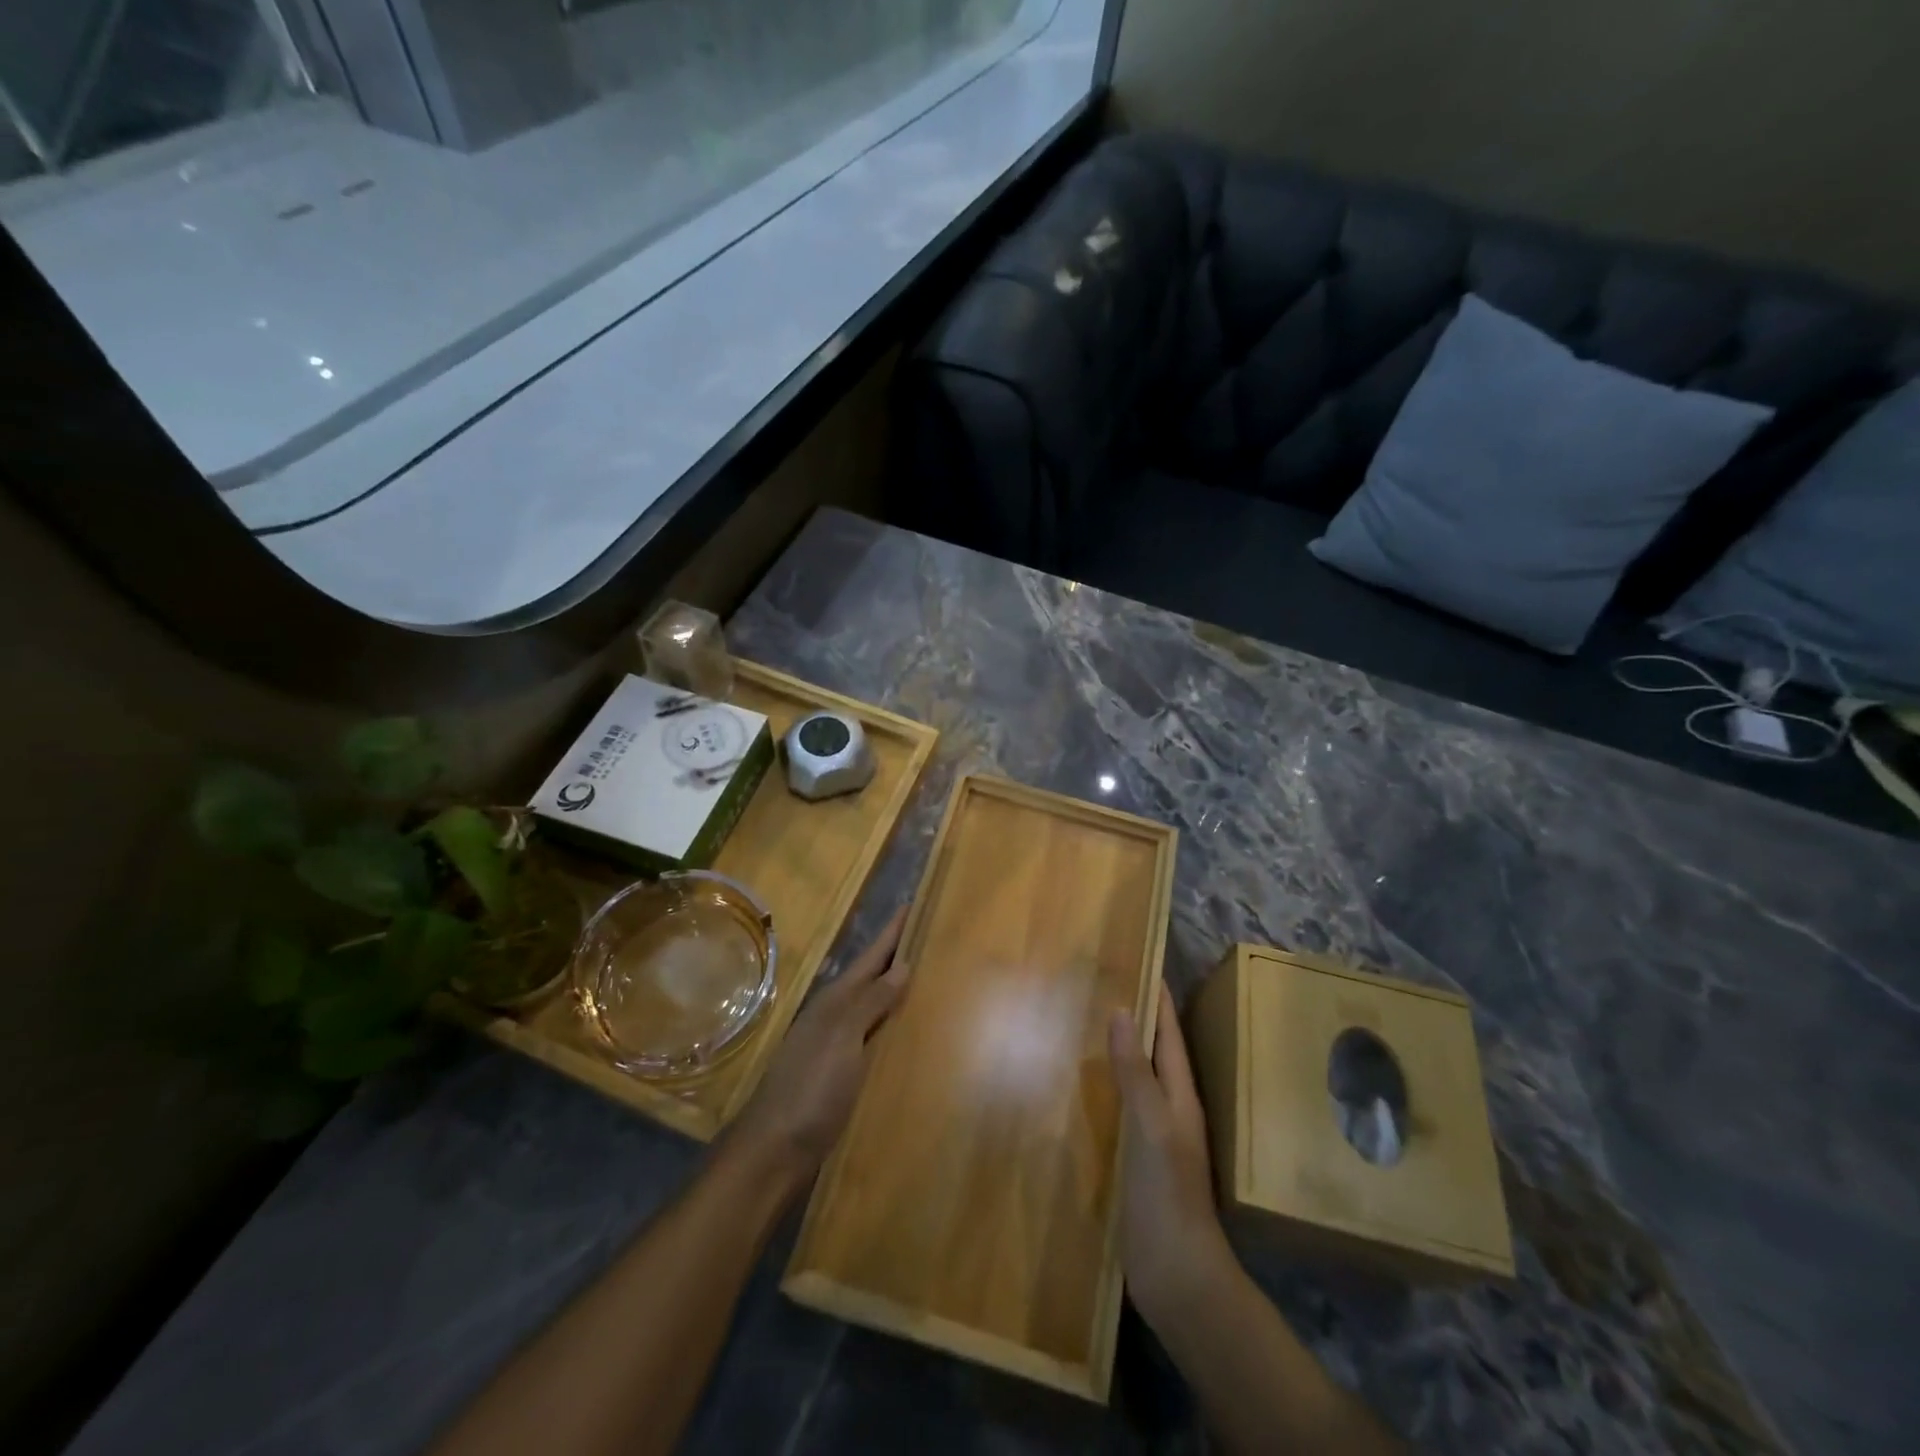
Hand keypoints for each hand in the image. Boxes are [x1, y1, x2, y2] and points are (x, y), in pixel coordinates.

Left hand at [726, 909, 908, 1192]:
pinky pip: (875, 1038)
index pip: (871, 956)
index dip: (892, 931)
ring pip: (874, 1008)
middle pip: (873, 978)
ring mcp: (837, 1046)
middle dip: (898, 957)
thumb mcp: (842, 1037)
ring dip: (897, 991)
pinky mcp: (842, 1074)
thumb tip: (902, 965)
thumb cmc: (811, 1087)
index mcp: (835, 1001)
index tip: (914, 903)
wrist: (775, 1150)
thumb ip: (871, 1002)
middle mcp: (835, 1016)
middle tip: (932, 936)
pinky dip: (893, 1027)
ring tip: (930, 978)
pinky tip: (910, 1034)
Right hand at [1109, 985, 1236, 1329]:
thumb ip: (1137, 1072)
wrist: (1178, 1277)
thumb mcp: (1153, 1126)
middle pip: (1151, 1051)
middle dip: (1132, 1017)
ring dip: (1114, 1052)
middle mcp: (1167, 1108)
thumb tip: (1121, 1010)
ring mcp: (1150, 1136)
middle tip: (1098, 982)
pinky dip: (1099, 1089)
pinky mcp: (1131, 1161)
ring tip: (1080, 1021)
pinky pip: (1115, 1110)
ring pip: (1132, 1079)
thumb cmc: (1169, 1195)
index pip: (1170, 1032)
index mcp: (1180, 1094)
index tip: (1138, 958)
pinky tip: (1073, 1085)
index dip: (1158, 996)